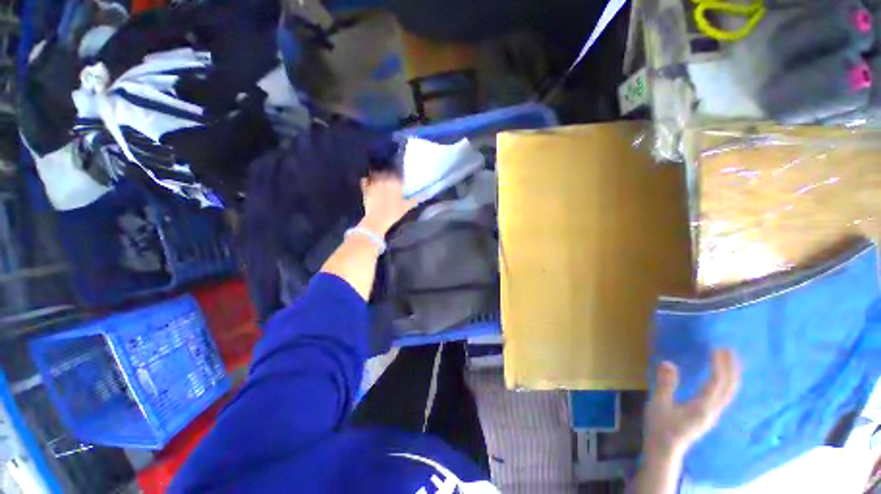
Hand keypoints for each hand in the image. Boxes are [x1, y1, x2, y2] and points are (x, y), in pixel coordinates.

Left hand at [359, 172, 415, 235]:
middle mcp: (385, 180)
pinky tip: (368, 182)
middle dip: (388, 175)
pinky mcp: (365, 189)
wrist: (377, 219)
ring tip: (379, 179)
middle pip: (386, 173)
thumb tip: (417, 200)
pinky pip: (365, 181)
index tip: (399, 181)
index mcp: (396, 184)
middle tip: (389, 179)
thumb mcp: (405, 208)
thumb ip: (412, 202)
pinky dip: (366, 181)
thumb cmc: (393, 213)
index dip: (398, 178)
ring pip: (376, 175)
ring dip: (378, 176)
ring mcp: (374, 184)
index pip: (398, 176)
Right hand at [644, 349, 740, 458]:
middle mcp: (713, 410)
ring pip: (730, 392)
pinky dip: (727, 383)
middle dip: (731, 368)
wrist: (665, 450)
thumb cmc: (660, 427)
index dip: (719, 365)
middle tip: (728, 349)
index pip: (716, 383)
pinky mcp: (709, 415)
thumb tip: (668, 362)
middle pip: (730, 388)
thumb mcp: (659, 404)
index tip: (717, 348)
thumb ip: (665, 384)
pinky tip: (721, 378)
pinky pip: (724, 396)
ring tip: (729, 359)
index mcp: (702, 407)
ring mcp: (713, 414)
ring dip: (732, 374)